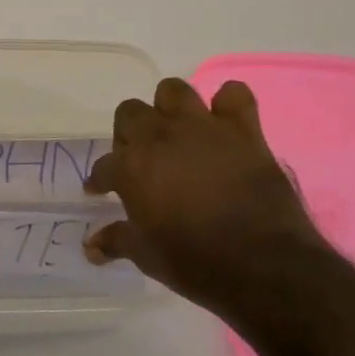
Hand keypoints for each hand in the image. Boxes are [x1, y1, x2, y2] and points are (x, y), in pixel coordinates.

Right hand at [84, 77, 325, 311]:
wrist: (263, 264)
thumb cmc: (195, 262)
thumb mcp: (146, 256)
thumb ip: (116, 241)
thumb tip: (91, 247)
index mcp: (130, 167)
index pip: (104, 166)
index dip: (100, 180)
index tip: (101, 191)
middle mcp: (160, 137)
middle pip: (130, 114)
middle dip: (129, 134)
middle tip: (140, 160)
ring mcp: (202, 128)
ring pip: (173, 91)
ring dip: (170, 108)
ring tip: (176, 132)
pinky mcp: (242, 131)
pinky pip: (235, 96)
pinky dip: (228, 104)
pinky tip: (225, 122)